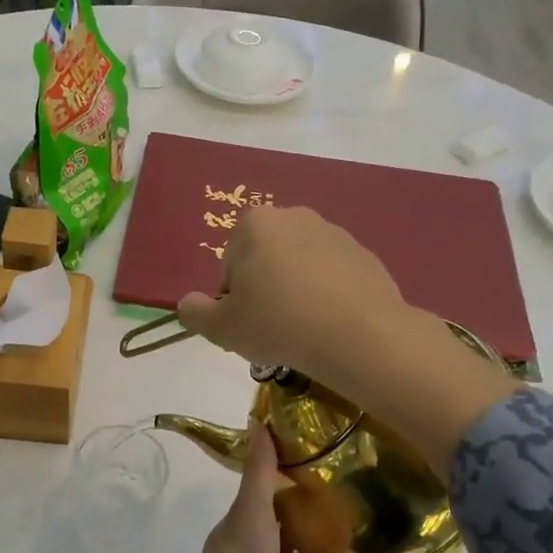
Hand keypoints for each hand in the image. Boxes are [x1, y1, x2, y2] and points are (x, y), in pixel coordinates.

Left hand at [111, 421, 381, 552]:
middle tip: (363, 495)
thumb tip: (257, 418)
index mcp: (244, 528)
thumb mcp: (248, 511)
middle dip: (321, 518)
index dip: (292, 479)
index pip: (269, 497)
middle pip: (294, 533)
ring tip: (378, 535)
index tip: (326, 459)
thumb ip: (259, 471)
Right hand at [177, 207, 408, 380]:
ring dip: (296, 292)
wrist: (359, 335)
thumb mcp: (222, 328)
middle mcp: (295, 216)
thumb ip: (195, 313)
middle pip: (265, 260)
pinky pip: (332, 277)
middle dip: (265, 289)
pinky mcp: (364, 255)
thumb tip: (188, 304)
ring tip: (303, 330)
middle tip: (272, 328)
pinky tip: (330, 325)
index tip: (246, 323)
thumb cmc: (278, 324)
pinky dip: (327, 296)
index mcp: (255, 224)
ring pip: (300, 268)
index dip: (233, 298)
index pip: (230, 265)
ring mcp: (334, 233)